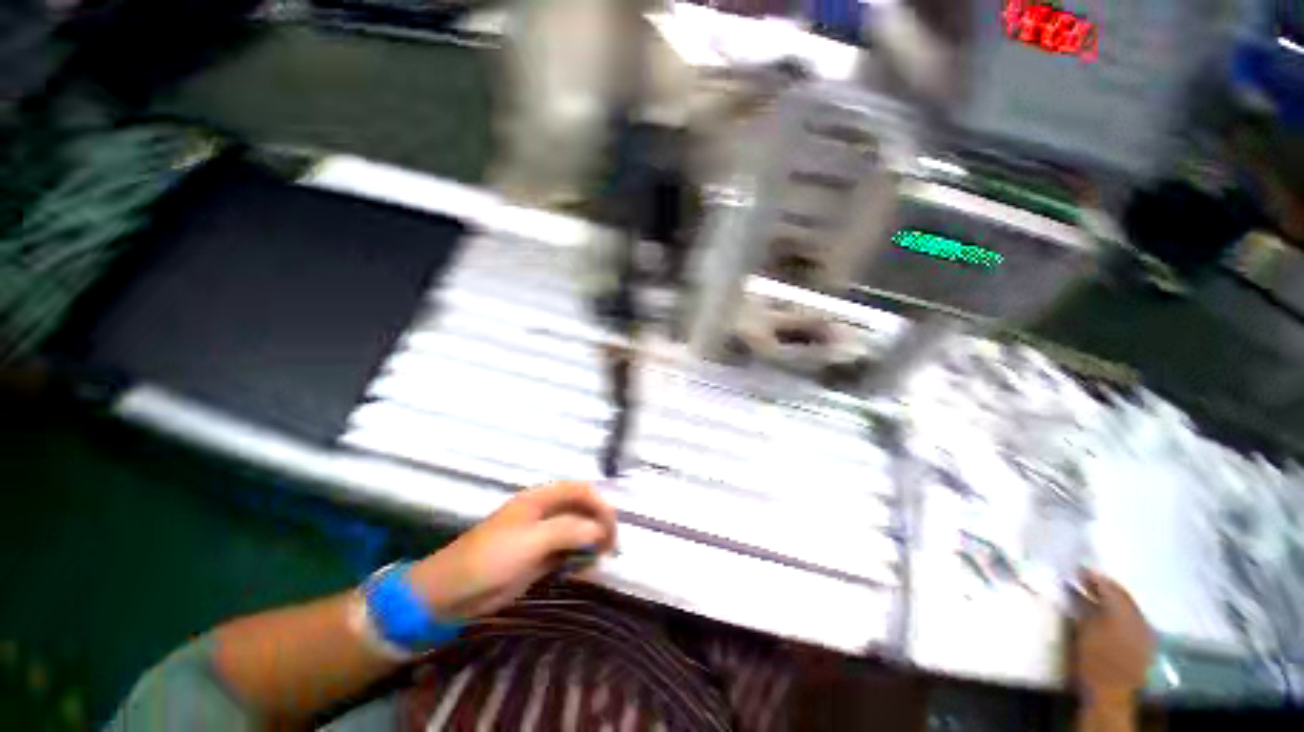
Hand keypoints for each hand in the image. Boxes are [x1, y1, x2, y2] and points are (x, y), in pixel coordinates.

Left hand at [407, 482, 617, 619]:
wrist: (452, 594)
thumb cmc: (490, 558)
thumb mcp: (531, 541)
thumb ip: (568, 530)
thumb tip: (600, 529)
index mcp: (541, 498)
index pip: (580, 491)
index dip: (600, 504)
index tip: (612, 528)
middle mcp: (545, 512)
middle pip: (582, 508)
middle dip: (599, 523)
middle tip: (611, 546)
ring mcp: (543, 534)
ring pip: (578, 529)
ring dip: (592, 540)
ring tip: (602, 557)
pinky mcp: (540, 556)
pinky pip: (568, 550)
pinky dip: (581, 556)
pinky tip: (586, 567)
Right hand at [1073, 570, 1154, 702]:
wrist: (1110, 694)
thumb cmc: (1092, 661)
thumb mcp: (1083, 631)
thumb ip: (1083, 607)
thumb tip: (1075, 587)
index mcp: (1123, 613)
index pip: (1110, 587)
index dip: (1093, 577)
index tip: (1077, 569)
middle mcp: (1138, 618)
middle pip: (1122, 595)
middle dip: (1104, 586)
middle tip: (1084, 578)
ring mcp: (1144, 632)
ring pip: (1128, 607)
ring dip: (1111, 599)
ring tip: (1093, 595)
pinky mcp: (1144, 644)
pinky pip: (1132, 619)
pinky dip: (1119, 612)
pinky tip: (1107, 614)